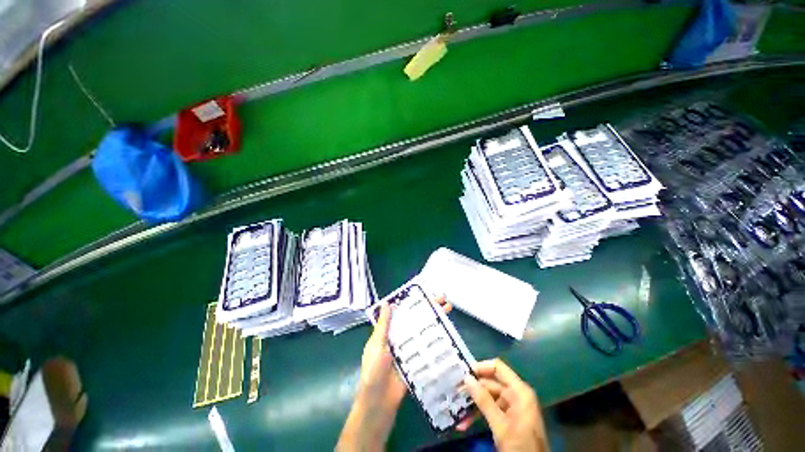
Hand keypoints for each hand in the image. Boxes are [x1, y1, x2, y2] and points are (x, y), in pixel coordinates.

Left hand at [336, 297, 451, 450]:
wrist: (378, 405)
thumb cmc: (373, 371)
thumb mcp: (376, 345)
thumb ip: (383, 326)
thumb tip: (387, 302)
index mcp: (388, 332)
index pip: (403, 313)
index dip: (414, 303)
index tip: (426, 294)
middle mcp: (400, 339)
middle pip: (415, 321)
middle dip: (429, 310)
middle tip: (444, 301)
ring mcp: (409, 351)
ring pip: (422, 333)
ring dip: (434, 323)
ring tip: (447, 312)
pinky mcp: (416, 363)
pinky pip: (426, 350)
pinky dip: (435, 343)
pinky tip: (447, 335)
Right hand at [458, 359, 547, 451]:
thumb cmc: (520, 445)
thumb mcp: (500, 425)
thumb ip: (484, 401)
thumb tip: (467, 378)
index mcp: (519, 391)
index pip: (498, 368)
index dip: (481, 367)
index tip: (463, 372)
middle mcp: (516, 394)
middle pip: (491, 383)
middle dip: (473, 389)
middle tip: (455, 391)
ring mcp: (513, 406)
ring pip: (488, 397)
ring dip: (474, 405)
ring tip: (457, 409)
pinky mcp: (509, 418)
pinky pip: (491, 409)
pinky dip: (479, 414)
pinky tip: (465, 423)